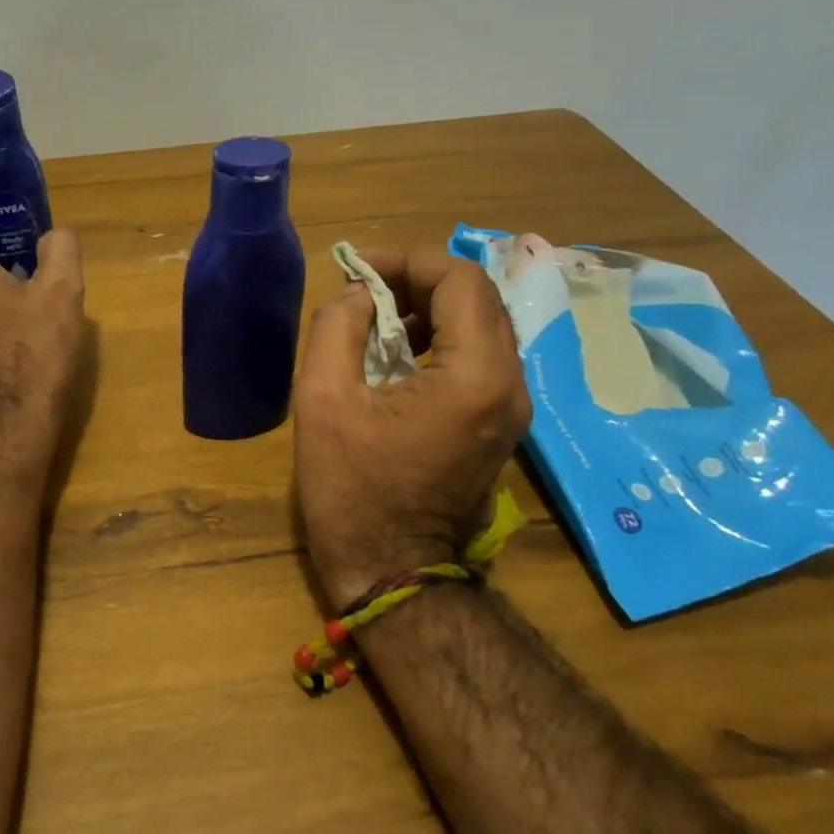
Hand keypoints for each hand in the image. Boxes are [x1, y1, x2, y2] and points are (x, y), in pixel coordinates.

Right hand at [293, 251, 530, 601]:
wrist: (392, 572)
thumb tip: (358, 296)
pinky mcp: (499, 427)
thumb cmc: (352, 490)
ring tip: (375, 324)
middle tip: (365, 293)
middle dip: (419, 283)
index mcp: (476, 375)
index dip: (408, 261)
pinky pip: (478, 361)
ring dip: (430, 312)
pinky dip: (440, 343)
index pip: (460, 281)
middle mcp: (510, 385)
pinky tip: (397, 360)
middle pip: (478, 300)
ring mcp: (511, 409)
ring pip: (481, 328)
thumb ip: (336, 328)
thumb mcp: (323, 400)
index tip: (359, 271)